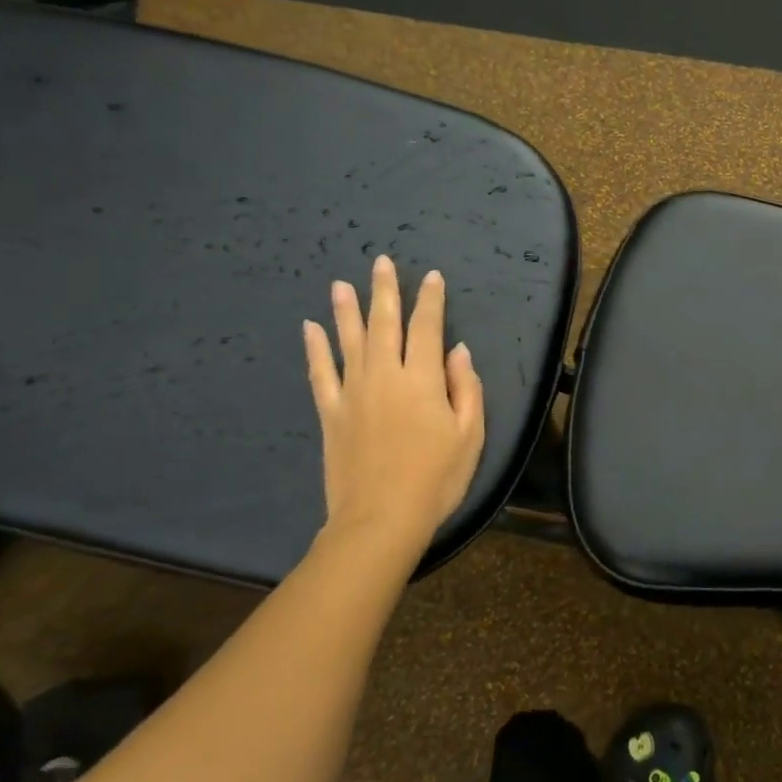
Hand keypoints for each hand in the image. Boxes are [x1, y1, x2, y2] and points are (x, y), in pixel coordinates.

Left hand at [302, 256, 485, 564]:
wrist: (380, 519)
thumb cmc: (436, 479)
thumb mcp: (470, 435)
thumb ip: (466, 388)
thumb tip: (457, 350)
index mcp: (423, 379)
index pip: (427, 328)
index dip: (431, 300)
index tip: (432, 277)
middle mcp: (385, 375)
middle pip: (384, 323)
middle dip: (385, 291)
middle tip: (381, 262)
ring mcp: (353, 392)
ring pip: (348, 340)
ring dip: (347, 309)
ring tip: (341, 284)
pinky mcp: (331, 413)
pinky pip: (320, 372)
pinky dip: (316, 348)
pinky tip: (311, 328)